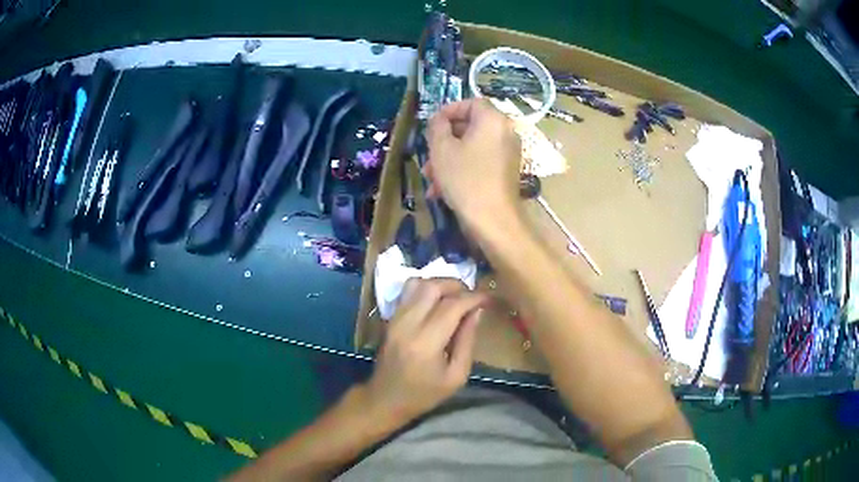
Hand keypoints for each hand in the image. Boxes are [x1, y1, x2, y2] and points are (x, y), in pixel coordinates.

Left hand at [363, 278, 486, 422]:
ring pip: (417, 284)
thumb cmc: (424, 394)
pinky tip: (437, 300)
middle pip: (432, 287)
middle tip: (472, 296)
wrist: (385, 399)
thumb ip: (467, 341)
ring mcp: (395, 319)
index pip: (452, 306)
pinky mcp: (389, 318)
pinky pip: (407, 291)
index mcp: (426, 343)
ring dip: (440, 284)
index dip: (474, 297)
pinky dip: (425, 288)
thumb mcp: (456, 376)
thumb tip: (477, 311)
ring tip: (456, 296)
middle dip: (457, 285)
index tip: (488, 298)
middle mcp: (407, 324)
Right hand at [425, 98, 522, 230]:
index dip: (449, 110)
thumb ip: (437, 126)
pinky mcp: (506, 172)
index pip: (471, 103)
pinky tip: (442, 190)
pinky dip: (463, 169)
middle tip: (427, 154)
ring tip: (430, 178)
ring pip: (473, 147)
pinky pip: (481, 162)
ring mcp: (509, 153)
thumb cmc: (465, 179)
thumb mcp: (442, 149)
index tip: (432, 125)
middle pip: (471, 126)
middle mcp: (505, 132)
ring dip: (449, 159)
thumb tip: (438, 119)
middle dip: (445, 141)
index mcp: (493, 120)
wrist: (493, 220)